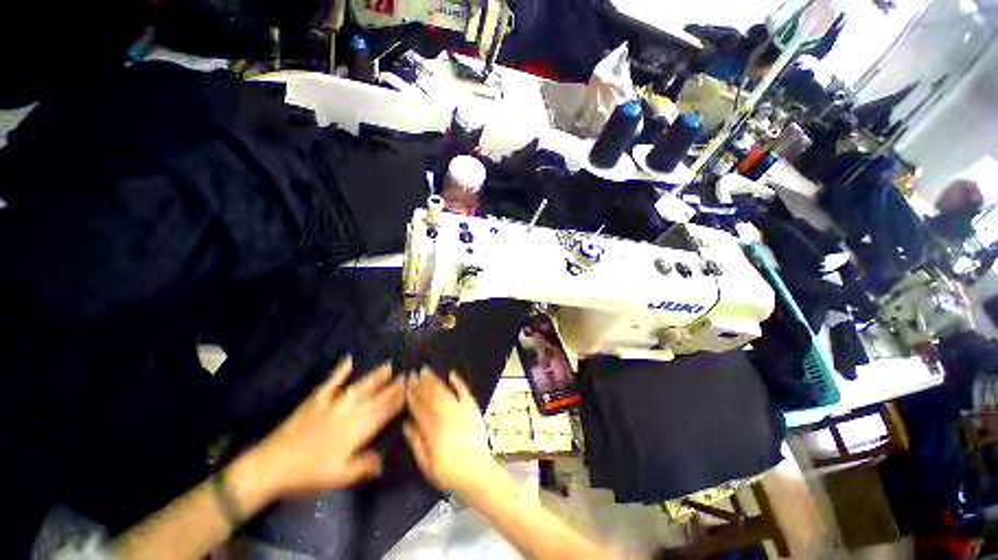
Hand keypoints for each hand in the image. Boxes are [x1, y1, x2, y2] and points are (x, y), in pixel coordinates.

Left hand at [238, 358, 405, 500]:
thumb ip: (364, 467)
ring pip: (361, 385)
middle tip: (406, 374)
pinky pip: (332, 381)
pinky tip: (348, 359)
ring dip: (376, 375)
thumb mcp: (340, 477)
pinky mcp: (317, 399)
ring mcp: (335, 402)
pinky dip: (340, 370)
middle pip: (378, 395)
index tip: (411, 388)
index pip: (386, 410)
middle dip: (394, 385)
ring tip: (388, 365)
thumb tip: (383, 462)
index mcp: (360, 429)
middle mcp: (352, 411)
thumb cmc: (310, 473)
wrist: (274, 464)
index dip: (400, 399)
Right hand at [402, 368, 497, 496]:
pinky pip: (464, 392)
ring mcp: (460, 411)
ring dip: (435, 380)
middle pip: (431, 397)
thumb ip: (416, 442)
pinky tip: (451, 374)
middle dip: (421, 384)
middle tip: (413, 373)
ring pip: (445, 392)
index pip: (419, 408)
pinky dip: (458, 382)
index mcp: (433, 431)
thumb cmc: (448, 472)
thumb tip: (406, 423)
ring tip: (426, 371)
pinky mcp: (472, 409)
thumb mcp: (426, 464)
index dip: (412, 395)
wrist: (476, 472)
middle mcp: (446, 417)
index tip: (406, 385)